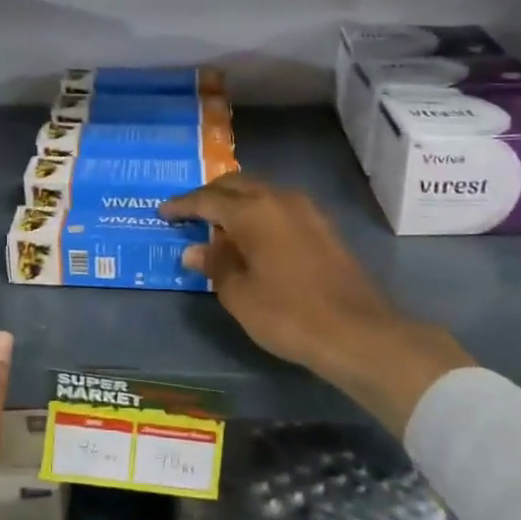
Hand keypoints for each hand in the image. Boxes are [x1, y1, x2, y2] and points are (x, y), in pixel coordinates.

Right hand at [159, 176, 469, 428]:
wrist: (358, 333)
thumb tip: (196, 251)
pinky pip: (279, 207)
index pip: (207, 199)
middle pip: (236, 185)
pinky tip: (251, 236)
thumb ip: (215, 266)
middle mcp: (279, 199)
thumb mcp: (240, 295)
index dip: (182, 205)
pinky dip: (257, 213)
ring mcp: (306, 211)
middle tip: (188, 213)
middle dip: (209, 196)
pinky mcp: (322, 227)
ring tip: (217, 224)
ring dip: (236, 202)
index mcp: (253, 211)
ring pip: (260, 192)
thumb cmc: (289, 314)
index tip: (162, 212)